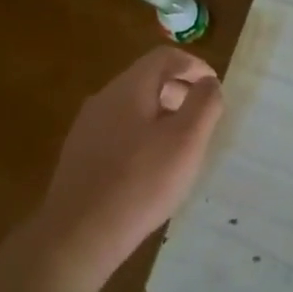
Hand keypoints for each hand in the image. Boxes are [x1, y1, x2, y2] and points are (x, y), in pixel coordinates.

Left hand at [30, 46, 224, 283]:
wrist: (78, 234)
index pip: (164, 57)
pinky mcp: (80, 154)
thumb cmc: (140, 182)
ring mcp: (87, 127)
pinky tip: (151, 167)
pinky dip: (142, 134)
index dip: (194, 65)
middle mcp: (103, 99)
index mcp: (128, 88)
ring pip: (132, 106)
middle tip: (202, 117)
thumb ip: (203, 105)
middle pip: (147, 79)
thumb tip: (208, 82)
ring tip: (181, 144)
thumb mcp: (186, 141)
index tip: (214, 87)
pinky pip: (118, 130)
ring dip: (161, 114)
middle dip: (179, 90)